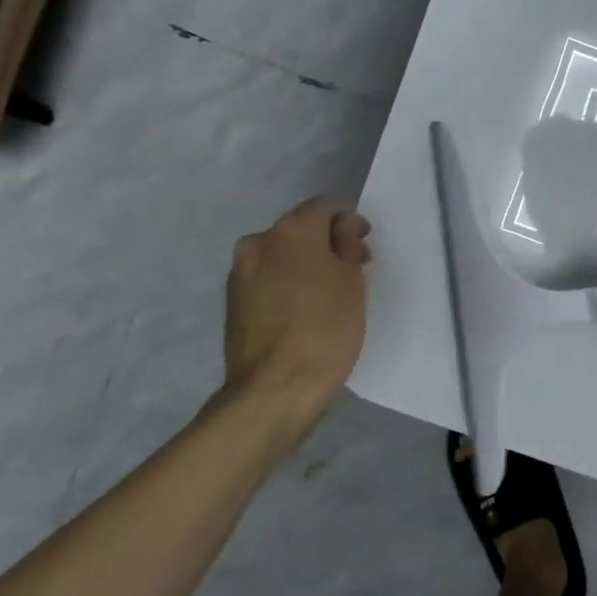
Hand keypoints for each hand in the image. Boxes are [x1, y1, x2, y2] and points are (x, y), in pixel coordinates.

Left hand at [220, 198, 372, 416]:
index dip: (349, 221)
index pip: (325, 206)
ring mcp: (240, 272)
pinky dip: (286, 283)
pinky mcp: (233, 301)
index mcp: (292, 230)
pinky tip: (303, 310)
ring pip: (281, 254)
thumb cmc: (325, 329)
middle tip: (352, 270)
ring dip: (304, 264)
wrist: (274, 389)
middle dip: (326, 243)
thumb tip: (341, 230)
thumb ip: (347, 245)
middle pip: (301, 229)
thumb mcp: (353, 282)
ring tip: (327, 294)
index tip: (363, 246)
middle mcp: (259, 241)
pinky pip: (267, 278)